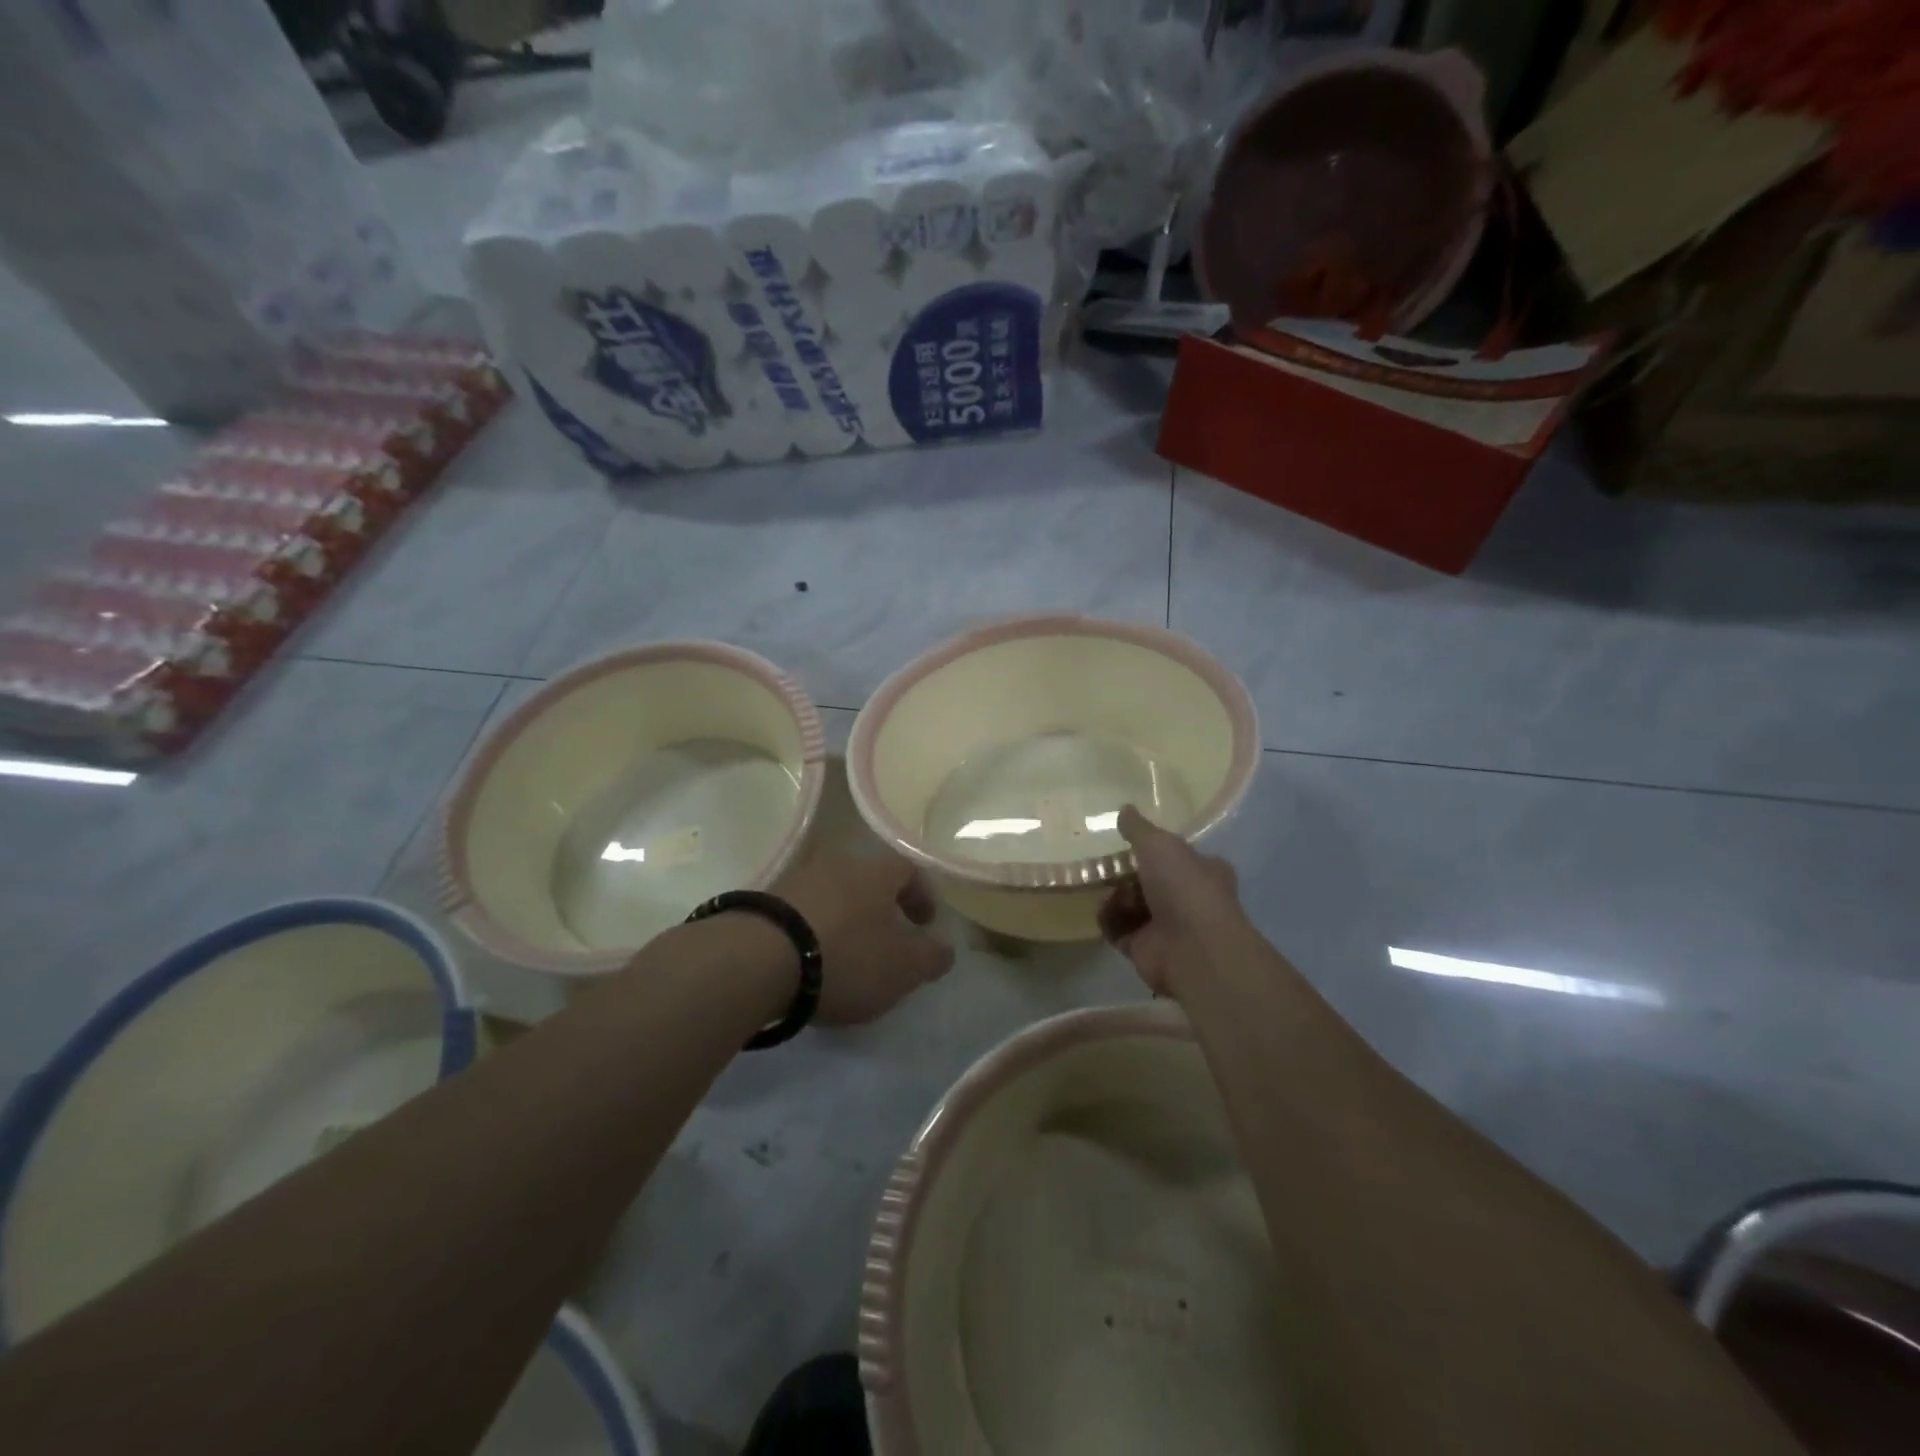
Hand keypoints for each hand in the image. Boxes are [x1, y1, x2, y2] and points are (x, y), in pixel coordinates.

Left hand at [775, 853, 953, 1024]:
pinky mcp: (765, 901)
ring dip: (846, 918)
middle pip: (868, 880)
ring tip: (847, 953)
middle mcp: (838, 865)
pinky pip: (802, 910)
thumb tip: (946, 949)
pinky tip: (811, 957)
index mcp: (876, 873)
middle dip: (883, 907)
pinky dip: (815, 929)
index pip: (909, 870)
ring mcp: (797, 879)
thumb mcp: (902, 967)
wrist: (758, 959)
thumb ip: (930, 957)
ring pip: (834, 893)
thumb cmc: (846, 956)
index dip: (923, 895)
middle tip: (888, 939)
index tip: (926, 924)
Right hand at [1099, 806, 1252, 996]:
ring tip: (1108, 891)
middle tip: (1105, 865)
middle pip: (1148, 879)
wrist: (1193, 949)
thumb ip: (1138, 828)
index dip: (1153, 848)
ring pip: (1130, 903)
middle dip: (1125, 873)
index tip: (1128, 842)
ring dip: (1115, 896)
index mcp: (1202, 869)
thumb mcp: (1160, 844)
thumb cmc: (1184, 887)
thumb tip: (1124, 808)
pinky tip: (1104, 911)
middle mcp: (1187, 897)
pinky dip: (1109, 920)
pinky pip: (1118, 928)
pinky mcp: (1144, 948)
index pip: (1176, 854)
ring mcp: (1166, 925)